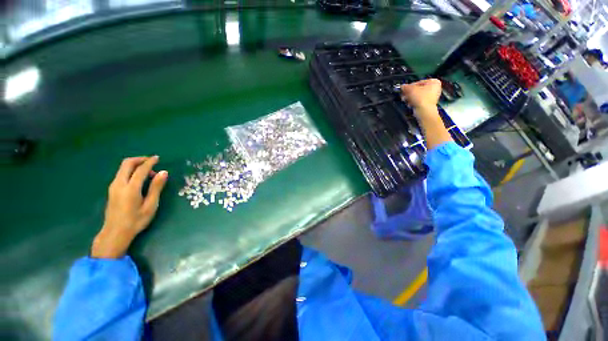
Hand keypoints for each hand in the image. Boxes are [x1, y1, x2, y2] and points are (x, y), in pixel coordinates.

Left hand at [91, 156, 167, 258]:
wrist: (115, 233)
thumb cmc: (136, 220)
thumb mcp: (150, 205)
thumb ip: (156, 187)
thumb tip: (164, 172)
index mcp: (130, 188)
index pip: (140, 169)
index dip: (150, 162)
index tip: (158, 158)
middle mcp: (119, 184)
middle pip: (127, 164)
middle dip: (139, 159)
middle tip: (151, 162)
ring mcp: (113, 187)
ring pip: (123, 168)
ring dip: (135, 166)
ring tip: (149, 174)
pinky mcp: (112, 190)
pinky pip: (121, 174)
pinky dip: (131, 171)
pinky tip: (139, 179)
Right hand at [401, 79, 451, 148]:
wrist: (427, 115)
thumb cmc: (421, 101)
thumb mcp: (412, 91)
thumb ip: (406, 88)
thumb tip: (401, 87)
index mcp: (434, 83)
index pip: (418, 83)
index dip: (410, 87)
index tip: (404, 93)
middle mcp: (436, 89)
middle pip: (419, 90)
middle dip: (411, 94)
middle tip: (404, 98)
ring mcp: (434, 98)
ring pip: (419, 97)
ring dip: (412, 99)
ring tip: (406, 102)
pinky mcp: (430, 107)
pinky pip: (420, 102)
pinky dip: (415, 103)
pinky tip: (410, 106)